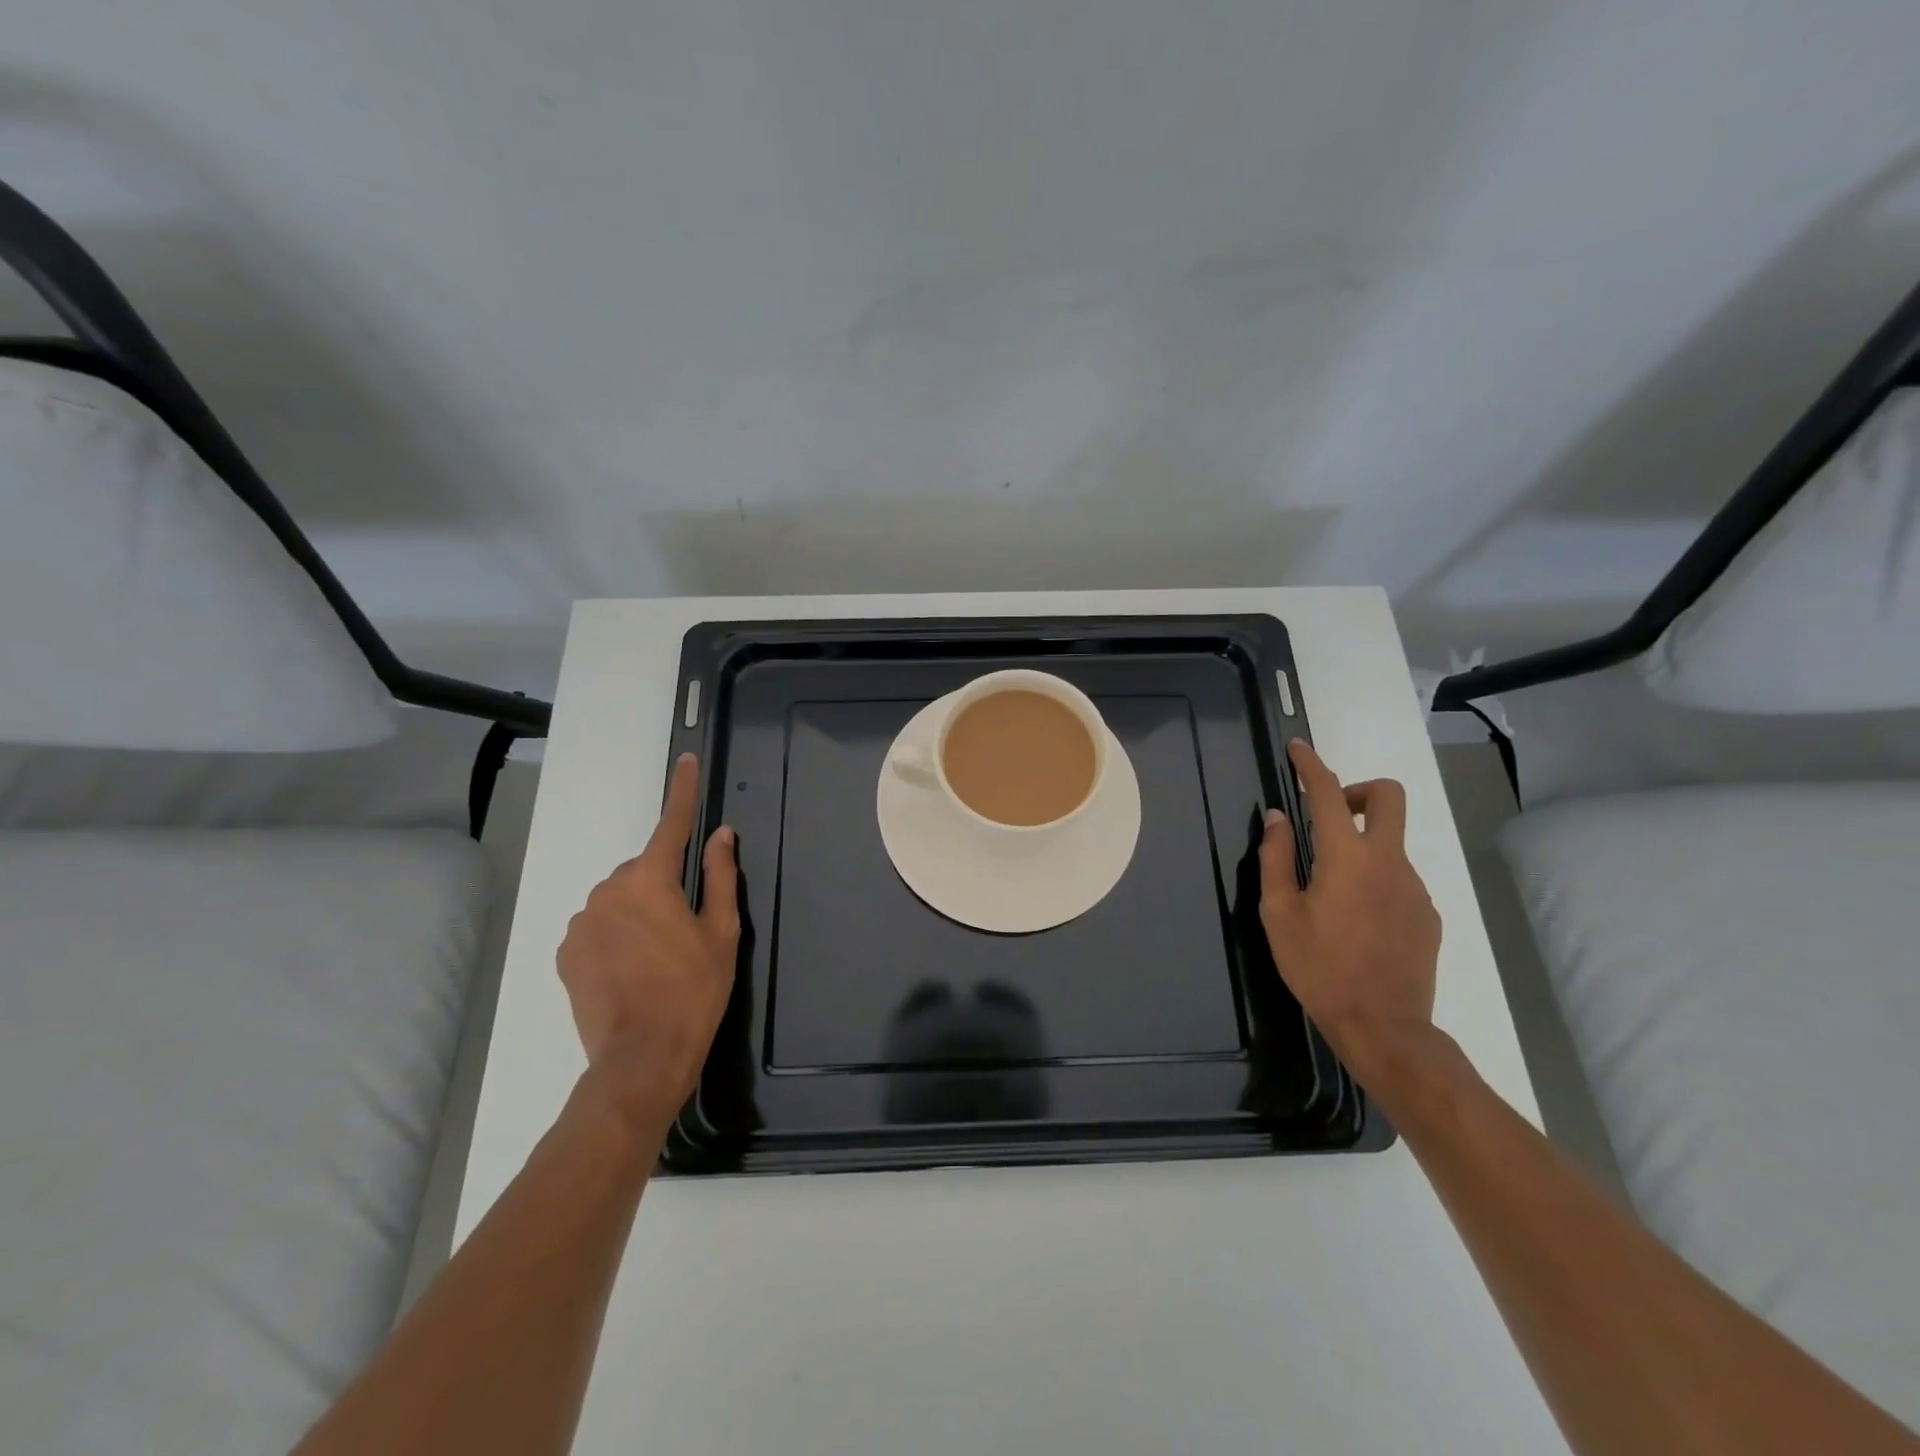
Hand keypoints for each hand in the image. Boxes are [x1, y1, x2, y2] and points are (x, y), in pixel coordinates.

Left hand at [557, 753, 739, 1130]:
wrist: (640, 1059)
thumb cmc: (694, 991)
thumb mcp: (721, 933)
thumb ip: (721, 877)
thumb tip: (721, 835)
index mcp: (651, 880)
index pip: (672, 824)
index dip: (684, 791)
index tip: (687, 760)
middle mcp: (609, 890)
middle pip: (645, 871)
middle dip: (664, 886)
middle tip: (685, 930)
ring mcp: (582, 922)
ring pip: (620, 899)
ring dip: (639, 913)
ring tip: (657, 959)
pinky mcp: (566, 952)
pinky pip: (598, 926)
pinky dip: (616, 935)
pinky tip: (631, 971)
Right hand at [1258, 739, 1441, 1076]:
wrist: (1384, 1027)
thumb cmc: (1319, 968)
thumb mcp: (1279, 914)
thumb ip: (1276, 858)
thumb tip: (1277, 819)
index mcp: (1346, 859)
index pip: (1328, 793)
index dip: (1310, 765)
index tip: (1297, 750)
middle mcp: (1388, 862)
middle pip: (1388, 798)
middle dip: (1358, 791)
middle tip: (1328, 816)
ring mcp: (1415, 888)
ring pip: (1391, 843)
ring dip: (1361, 846)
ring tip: (1331, 893)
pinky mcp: (1428, 914)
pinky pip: (1399, 878)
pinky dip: (1375, 879)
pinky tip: (1356, 920)